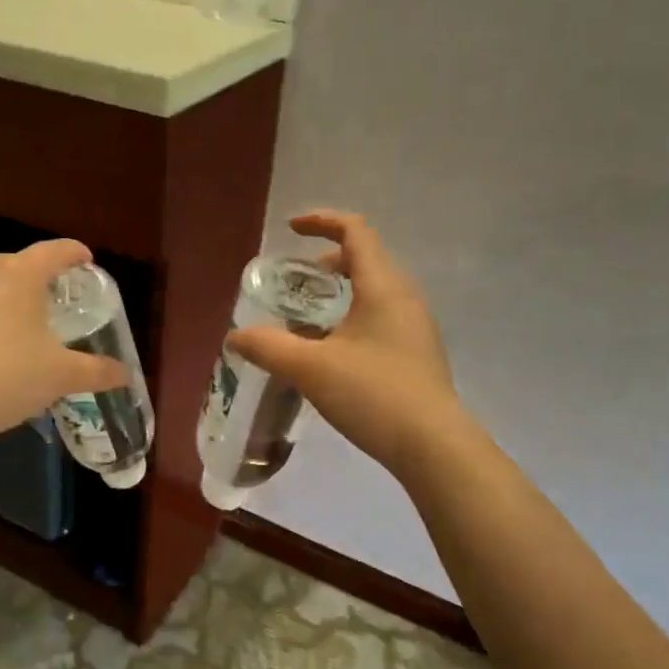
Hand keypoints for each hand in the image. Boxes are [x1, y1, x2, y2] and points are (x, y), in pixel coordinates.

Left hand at [0, 239, 127, 442]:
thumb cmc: (9, 378)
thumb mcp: (62, 376)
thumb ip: (98, 371)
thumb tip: (126, 374)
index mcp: (19, 275)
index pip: (55, 250)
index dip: (75, 253)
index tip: (86, 261)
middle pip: (20, 263)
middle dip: (41, 276)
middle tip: (57, 300)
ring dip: (8, 295)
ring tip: (22, 322)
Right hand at [227, 211, 459, 475]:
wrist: (433, 446)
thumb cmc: (373, 394)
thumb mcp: (311, 368)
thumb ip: (269, 347)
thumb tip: (236, 336)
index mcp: (382, 286)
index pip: (355, 232)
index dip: (322, 222)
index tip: (292, 229)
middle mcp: (404, 297)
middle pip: (366, 258)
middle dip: (328, 260)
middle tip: (297, 280)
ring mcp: (415, 326)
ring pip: (375, 290)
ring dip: (341, 291)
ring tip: (309, 317)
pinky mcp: (417, 353)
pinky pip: (382, 317)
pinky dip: (353, 316)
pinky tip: (333, 352)